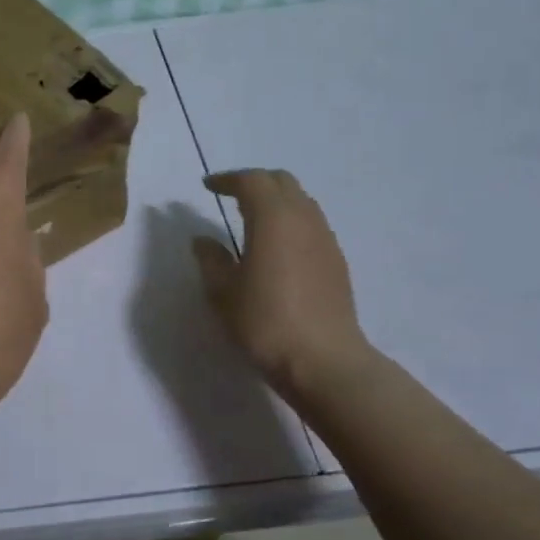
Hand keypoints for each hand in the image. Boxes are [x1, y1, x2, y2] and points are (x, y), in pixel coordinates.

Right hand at [193, 169, 373, 399]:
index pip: (251, 181)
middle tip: (229, 196)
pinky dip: (290, 222)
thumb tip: (203, 240)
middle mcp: (304, 219)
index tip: (207, 187)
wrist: (323, 360)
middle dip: (254, 183)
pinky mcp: (336, 261)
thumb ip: (211, 260)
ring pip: (301, 202)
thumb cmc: (265, 322)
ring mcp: (325, 239)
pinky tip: (277, 247)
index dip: (227, 179)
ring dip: (275, 201)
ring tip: (251, 220)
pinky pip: (311, 225)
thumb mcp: (223, 292)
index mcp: (273, 218)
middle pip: (281, 182)